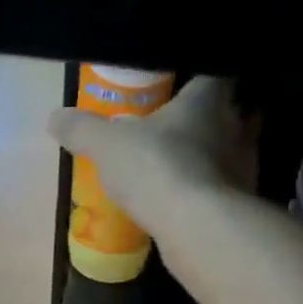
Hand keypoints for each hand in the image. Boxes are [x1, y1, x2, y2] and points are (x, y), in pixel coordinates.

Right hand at [47, 76, 254, 240]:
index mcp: (209, 99)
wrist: (197, 227)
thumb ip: (83, 129)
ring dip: (216, 159)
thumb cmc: (156, 167)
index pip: (213, 76)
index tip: (183, 90)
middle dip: (214, 120)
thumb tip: (55, 117)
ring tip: (188, 169)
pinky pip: (230, 191)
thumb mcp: (106, 145)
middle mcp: (238, 126)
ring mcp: (247, 167)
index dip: (199, 81)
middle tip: (186, 130)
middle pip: (234, 114)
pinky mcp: (245, 204)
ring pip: (235, 153)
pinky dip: (215, 194)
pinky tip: (192, 204)